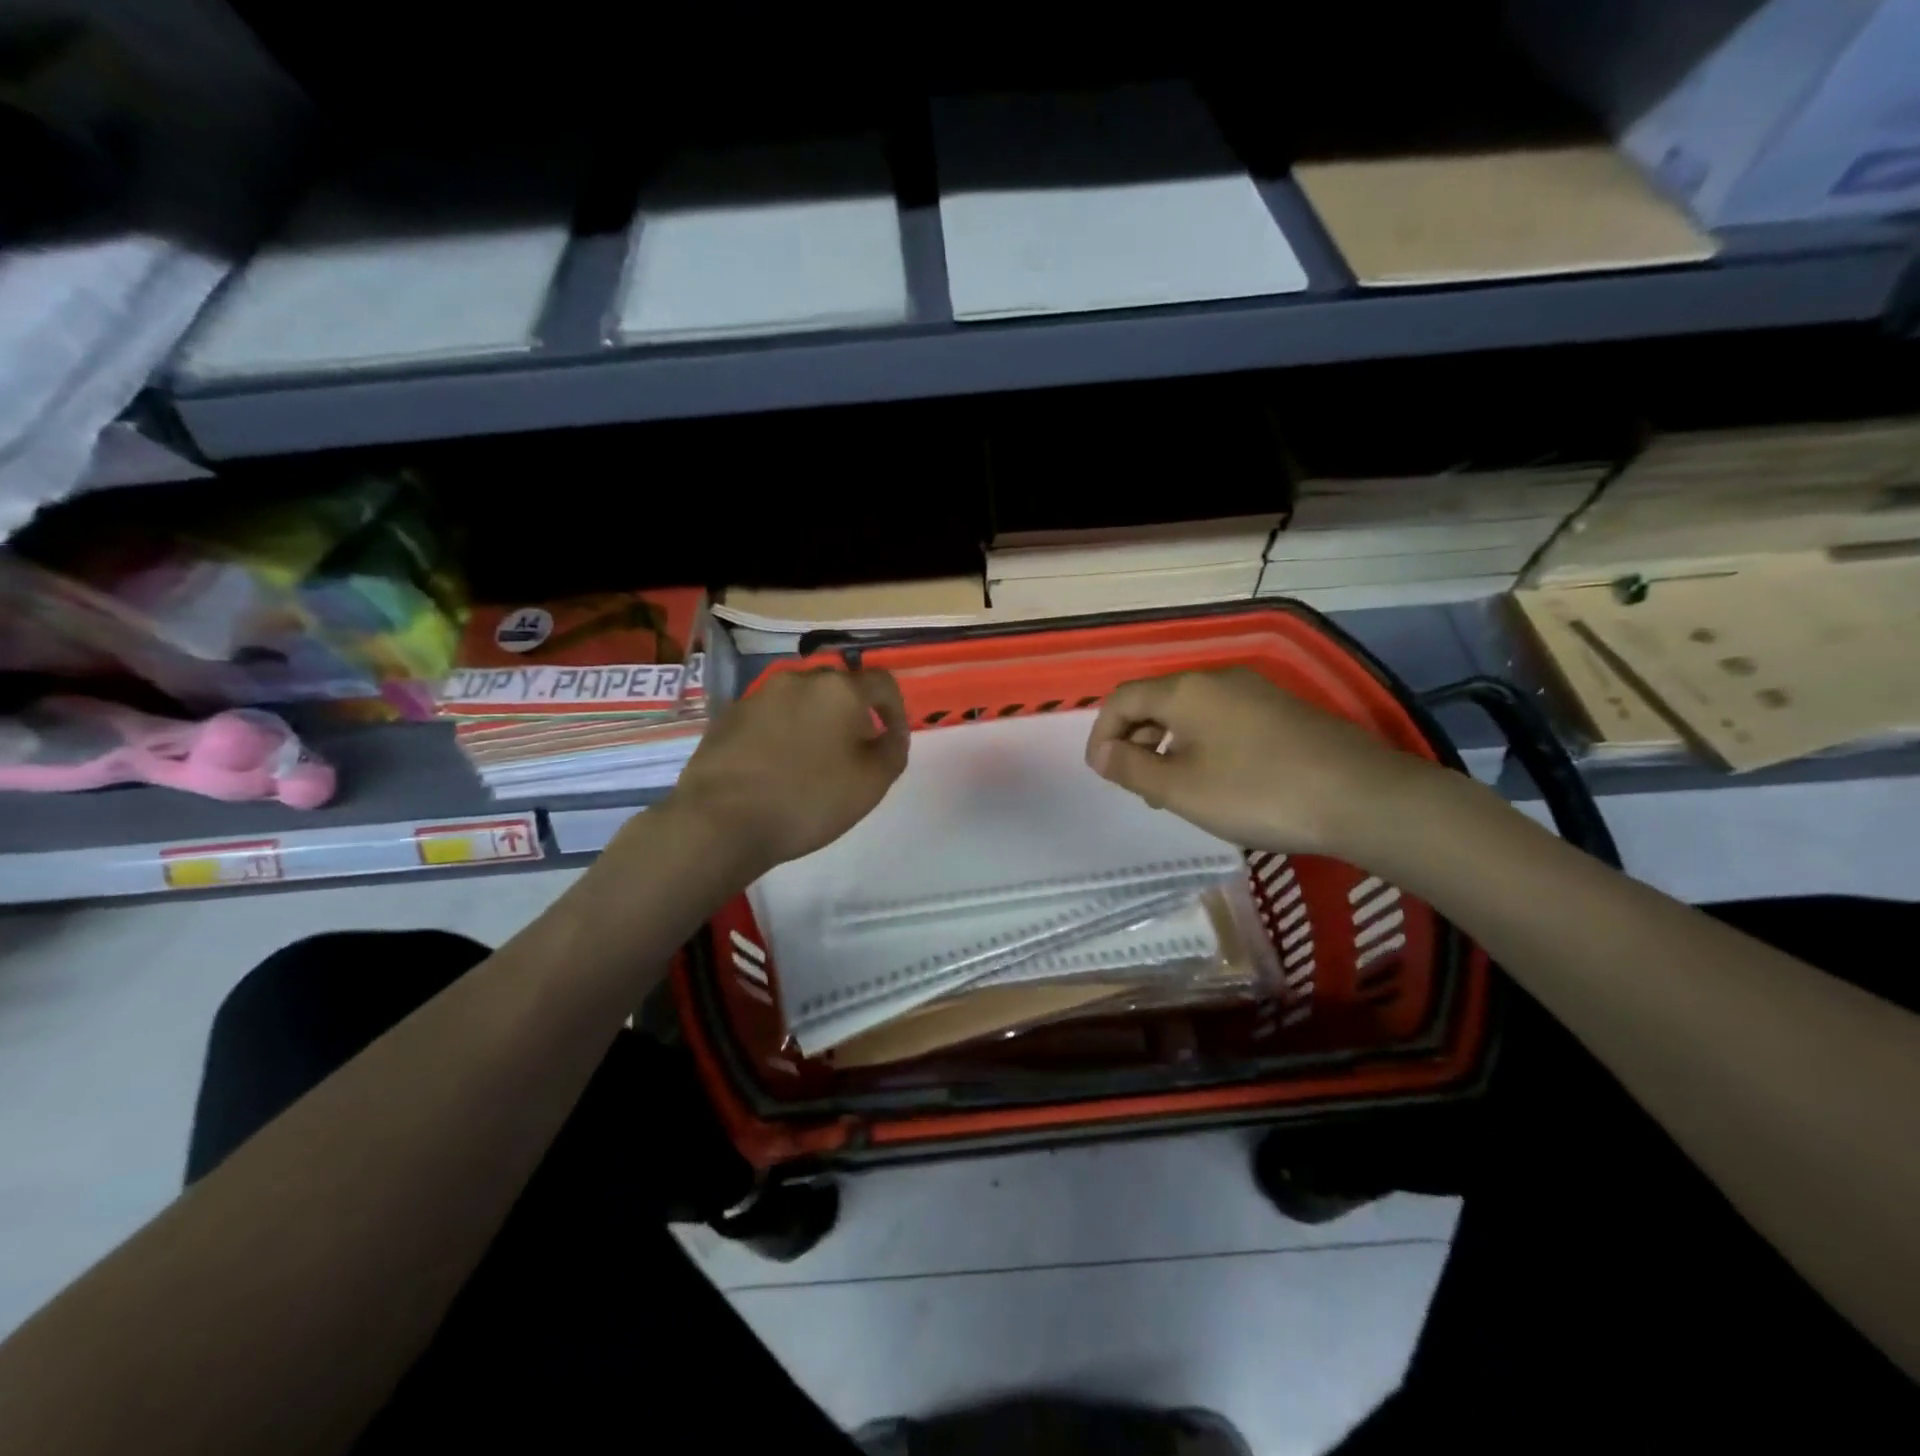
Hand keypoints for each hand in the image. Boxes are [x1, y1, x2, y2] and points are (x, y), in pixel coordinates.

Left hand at [664, 667, 908, 875]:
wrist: (721, 820)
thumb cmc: (808, 799)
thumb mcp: (871, 783)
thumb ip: (893, 750)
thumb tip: (892, 733)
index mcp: (838, 689)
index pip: (882, 682)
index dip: (896, 708)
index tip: (893, 739)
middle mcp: (798, 680)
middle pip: (838, 688)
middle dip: (853, 714)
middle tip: (855, 751)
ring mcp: (758, 696)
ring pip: (800, 701)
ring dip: (815, 722)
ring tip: (814, 761)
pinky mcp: (727, 717)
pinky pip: (769, 717)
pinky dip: (782, 733)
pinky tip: (777, 767)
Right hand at [1084, 668, 1436, 855]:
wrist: (1361, 797)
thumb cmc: (1255, 792)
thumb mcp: (1180, 789)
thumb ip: (1132, 768)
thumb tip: (1103, 754)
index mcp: (1185, 690)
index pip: (1123, 699)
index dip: (1102, 734)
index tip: (1103, 773)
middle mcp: (1217, 679)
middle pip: (1157, 700)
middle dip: (1136, 740)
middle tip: (1137, 784)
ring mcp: (1255, 691)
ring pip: (1191, 712)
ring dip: (1168, 745)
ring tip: (1173, 789)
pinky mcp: (1283, 711)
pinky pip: (1223, 720)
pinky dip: (1202, 745)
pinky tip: (1217, 780)